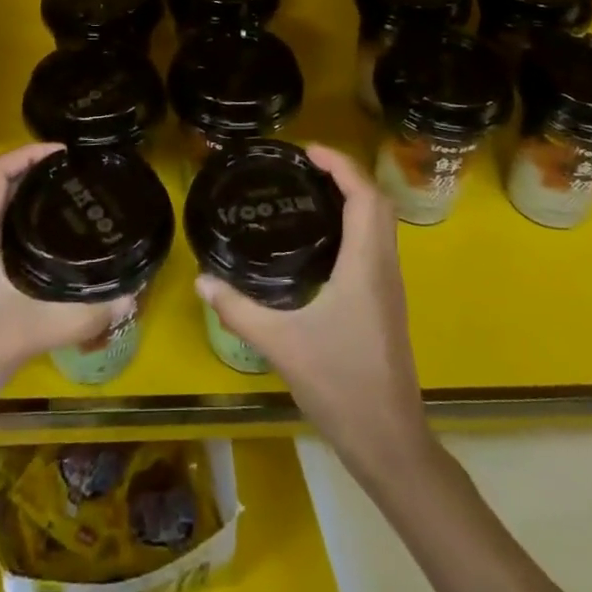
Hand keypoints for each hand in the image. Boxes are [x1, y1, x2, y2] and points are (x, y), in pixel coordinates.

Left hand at [0, 144, 126, 442]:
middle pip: (3, 192)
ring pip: (5, 223)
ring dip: (36, 211)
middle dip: (41, 180)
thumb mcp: (27, 331)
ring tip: (79, 215)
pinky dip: (33, 244)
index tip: (65, 154)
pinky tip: (59, 265)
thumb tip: (131, 298)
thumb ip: (80, 316)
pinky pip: (7, 251)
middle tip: (83, 183)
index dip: (27, 153)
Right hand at [193, 145, 429, 472]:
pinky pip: (377, 243)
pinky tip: (323, 238)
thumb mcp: (281, 345)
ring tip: (312, 191)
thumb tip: (201, 280)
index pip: (364, 195)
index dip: (341, 164)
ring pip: (382, 223)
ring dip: (354, 197)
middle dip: (347, 173)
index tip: (308, 151)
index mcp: (366, 264)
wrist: (390, 441)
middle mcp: (384, 266)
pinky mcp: (387, 302)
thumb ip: (239, 310)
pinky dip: (356, 222)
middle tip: (306, 166)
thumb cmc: (340, 385)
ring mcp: (390, 285)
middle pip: (378, 201)